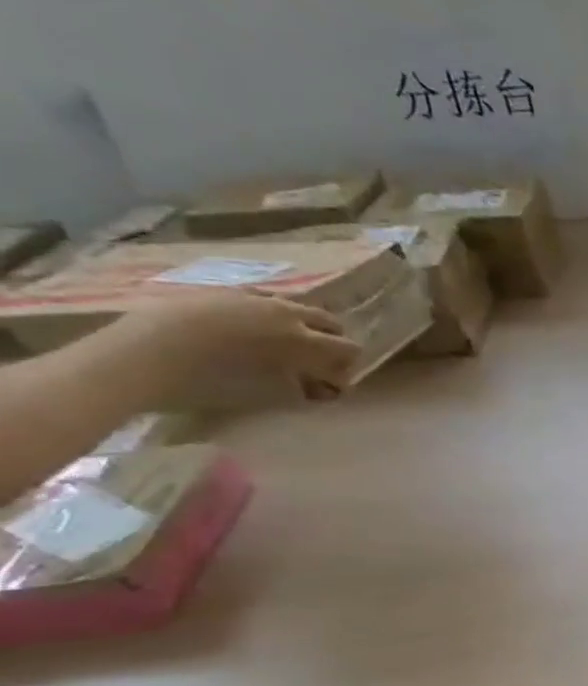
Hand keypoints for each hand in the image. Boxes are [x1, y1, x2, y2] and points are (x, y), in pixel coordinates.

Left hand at [117, 290, 361, 401]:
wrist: (140, 355)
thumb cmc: (213, 381)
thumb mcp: (271, 393)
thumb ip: (305, 387)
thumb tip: (324, 388)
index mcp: (304, 340)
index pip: (349, 348)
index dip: (347, 367)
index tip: (331, 385)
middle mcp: (286, 313)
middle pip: (329, 321)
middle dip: (330, 341)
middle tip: (315, 363)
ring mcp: (252, 298)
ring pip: (295, 307)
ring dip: (299, 325)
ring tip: (279, 346)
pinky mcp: (220, 292)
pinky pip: (259, 299)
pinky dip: (265, 314)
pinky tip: (246, 330)